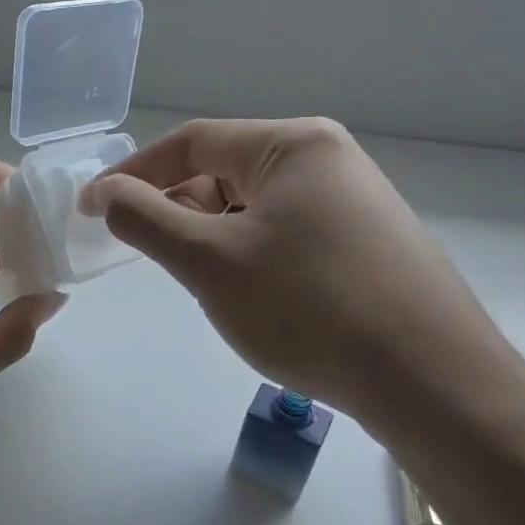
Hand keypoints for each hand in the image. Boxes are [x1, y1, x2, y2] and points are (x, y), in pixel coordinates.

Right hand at [83, 118, 514, 432]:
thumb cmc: (309, 308)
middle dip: (177, 211)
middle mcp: (327, 159)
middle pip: (224, 172)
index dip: (133, 174)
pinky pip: (285, 234)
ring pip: (253, 208)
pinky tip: (253, 298)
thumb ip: (146, 220)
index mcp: (293, 144)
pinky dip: (250, 256)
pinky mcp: (366, 243)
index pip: (191, 142)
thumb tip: (105, 192)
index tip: (92, 210)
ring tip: (206, 285)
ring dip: (213, 238)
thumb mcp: (210, 262)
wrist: (431, 381)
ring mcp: (353, 202)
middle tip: (151, 257)